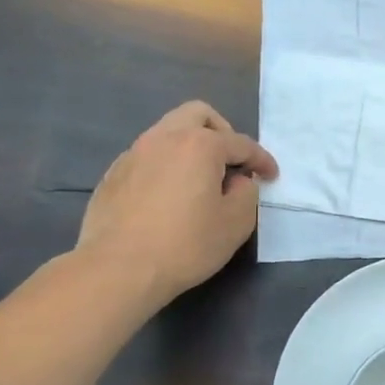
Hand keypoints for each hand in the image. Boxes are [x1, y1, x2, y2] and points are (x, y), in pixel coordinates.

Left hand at [75, 101, 276, 310]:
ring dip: (190, 147)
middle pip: (198, 114)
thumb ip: (247, 193)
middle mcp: (164, 138)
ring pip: (168, 132)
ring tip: (199, 179)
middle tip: (231, 161)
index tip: (271, 176)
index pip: (240, 143)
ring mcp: (133, 154)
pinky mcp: (113, 175)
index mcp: (200, 145)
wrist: (117, 270)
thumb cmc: (185, 244)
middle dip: (222, 132)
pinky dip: (165, 165)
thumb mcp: (236, 223)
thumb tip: (238, 181)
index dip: (261, 159)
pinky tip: (168, 196)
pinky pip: (147, 157)